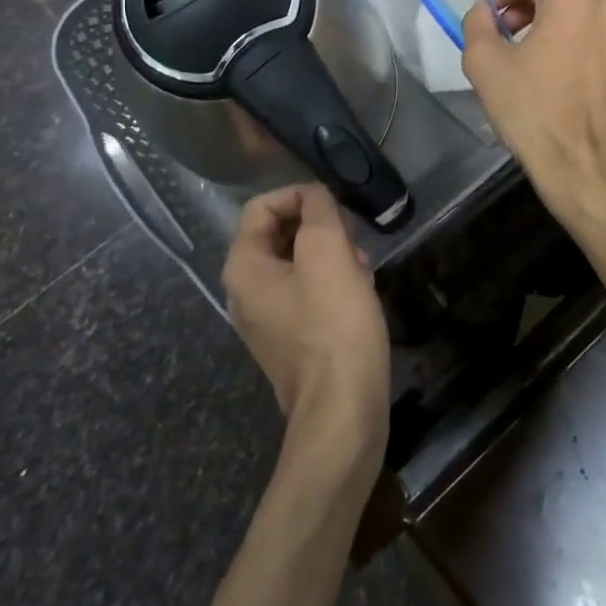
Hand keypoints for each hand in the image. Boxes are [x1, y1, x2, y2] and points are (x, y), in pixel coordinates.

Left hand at [223, 185, 389, 475]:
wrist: (342, 409)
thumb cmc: (334, 324)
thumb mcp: (328, 252)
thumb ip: (318, 210)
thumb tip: (314, 195)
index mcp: (243, 267)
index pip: (262, 206)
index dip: (300, 196)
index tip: (337, 207)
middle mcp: (244, 291)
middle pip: (278, 233)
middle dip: (318, 227)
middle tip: (353, 237)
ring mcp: (265, 318)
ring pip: (296, 262)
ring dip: (330, 253)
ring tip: (362, 265)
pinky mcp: (290, 338)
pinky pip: (306, 292)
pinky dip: (331, 281)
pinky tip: (360, 291)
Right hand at [461, 0, 605, 215]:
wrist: (581, 163)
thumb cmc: (530, 109)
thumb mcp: (483, 62)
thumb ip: (477, 21)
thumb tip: (486, 11)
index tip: (488, 20)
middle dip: (527, 9)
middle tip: (507, 39)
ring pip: (582, 15)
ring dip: (555, 26)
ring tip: (535, 59)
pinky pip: (601, 40)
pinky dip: (580, 46)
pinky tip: (564, 77)